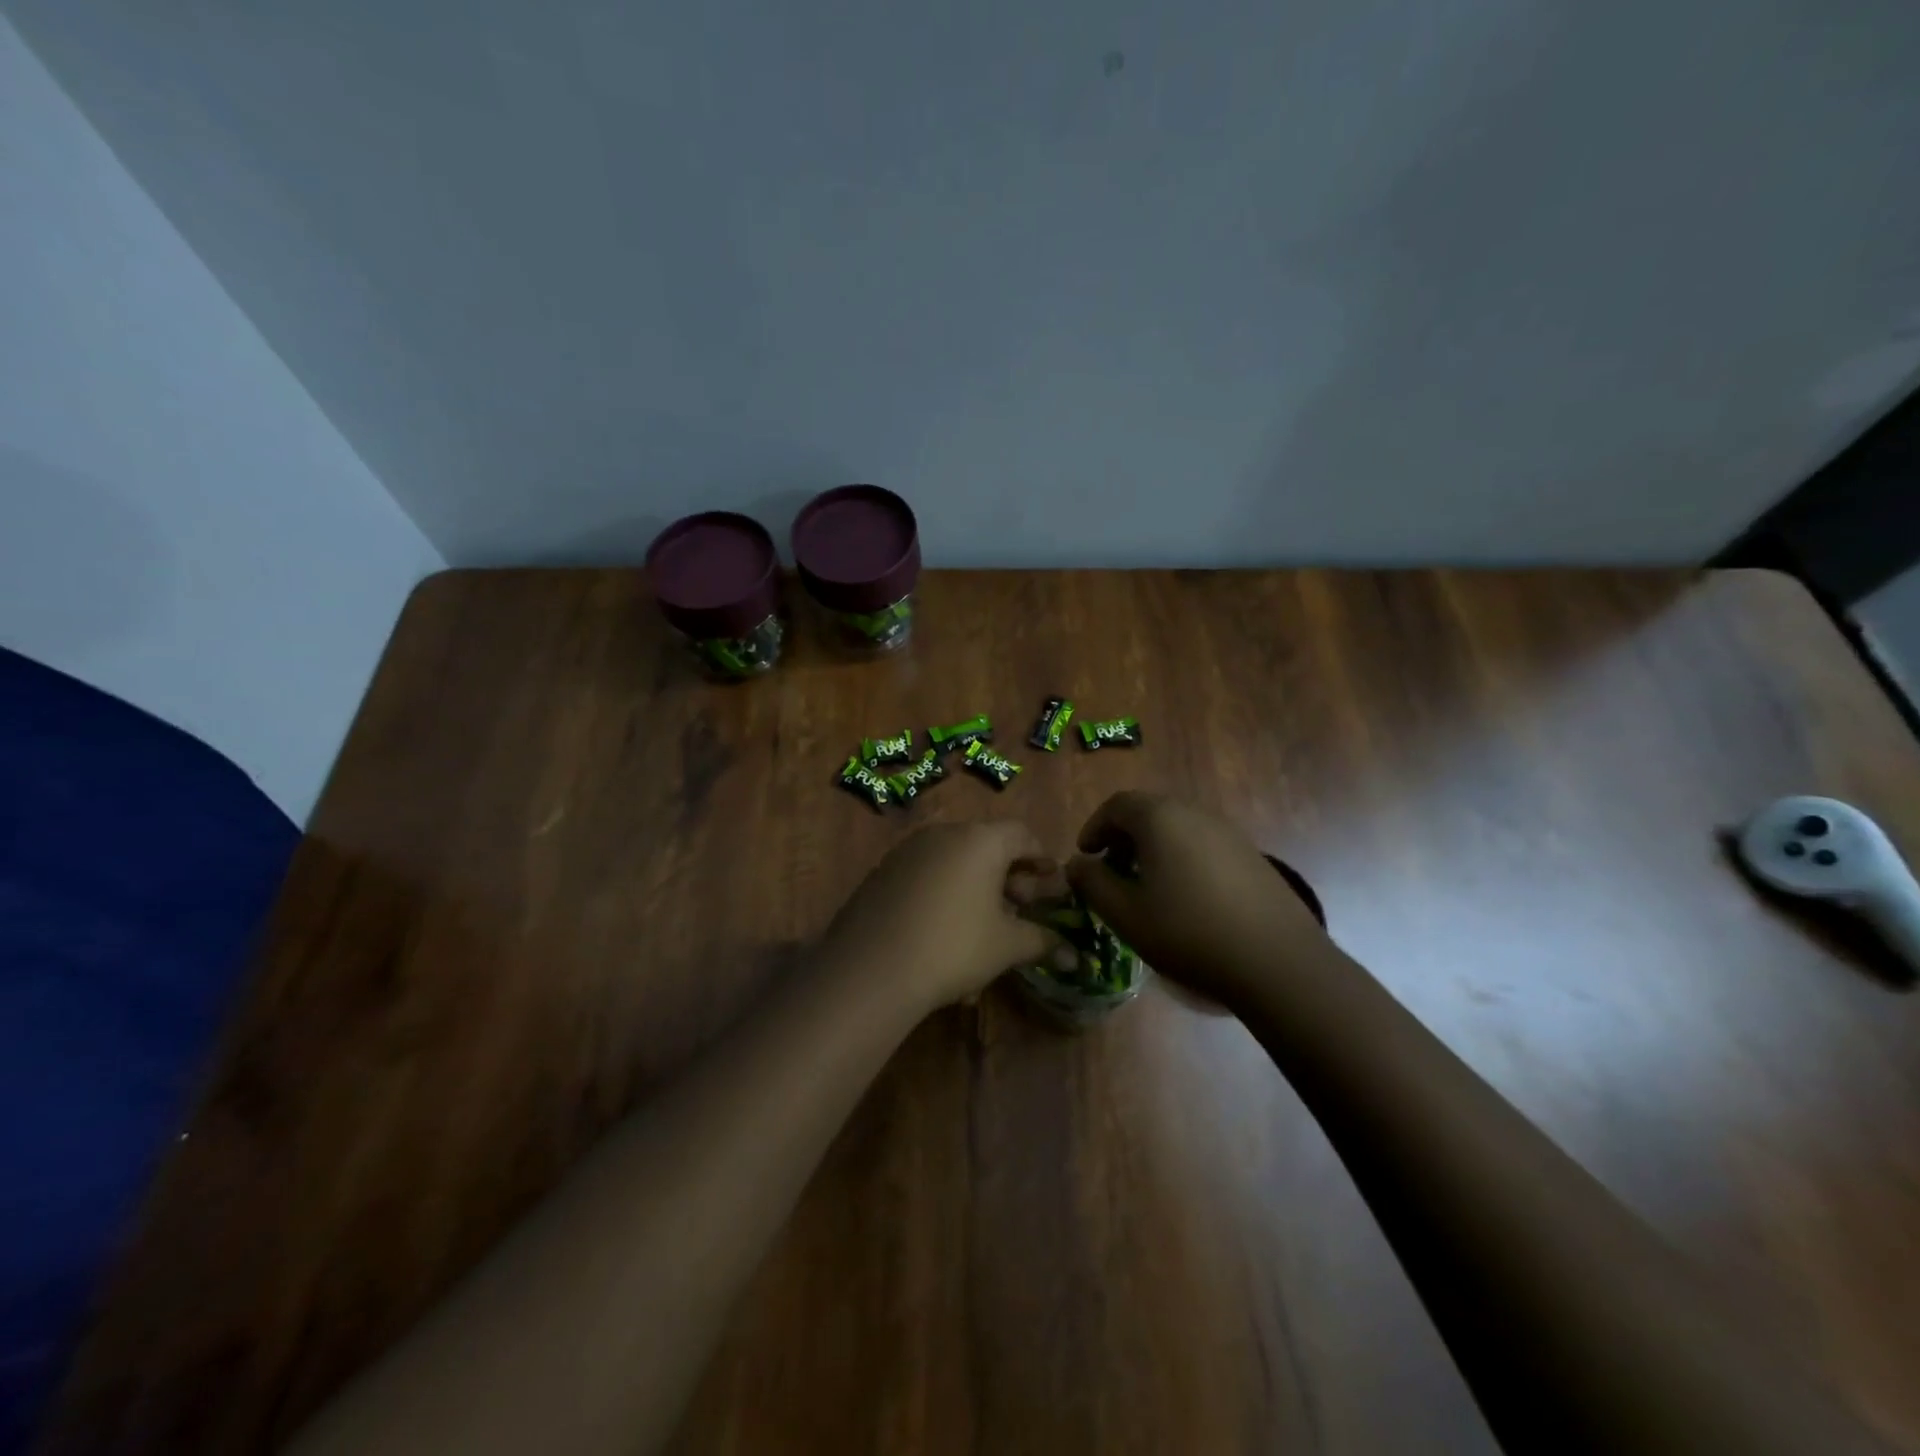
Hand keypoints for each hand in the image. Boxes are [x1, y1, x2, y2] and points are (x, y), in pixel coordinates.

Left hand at [820, 822, 1063, 1014]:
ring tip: (986, 927)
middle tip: (1023, 908)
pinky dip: (946, 895)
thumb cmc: (954, 946)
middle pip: (988, 846)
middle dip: (1010, 878)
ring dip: (977, 889)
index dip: (1042, 858)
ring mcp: (908, 851)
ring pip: (956, 863)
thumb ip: (1043, 942)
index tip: (1053, 883)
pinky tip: (947, 934)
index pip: (1022, 834)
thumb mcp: (1006, 946)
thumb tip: (1075, 957)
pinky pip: (928, 875)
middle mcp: (943, 834)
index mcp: (980, 840)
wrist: (872, 968)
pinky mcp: (883, 872)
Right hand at [1066, 792, 1334, 1011]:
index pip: (1116, 805)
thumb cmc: (1188, 932)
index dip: (1094, 827)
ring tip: (1145, 886)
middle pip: (1148, 811)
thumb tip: (1077, 864)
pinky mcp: (1251, 855)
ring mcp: (1228, 832)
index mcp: (1160, 818)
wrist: (1276, 961)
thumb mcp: (1125, 914)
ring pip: (1177, 827)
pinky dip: (1181, 858)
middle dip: (1122, 837)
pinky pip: (1202, 844)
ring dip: (1152, 848)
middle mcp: (1195, 813)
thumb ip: (1092, 883)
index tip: (1085, 857)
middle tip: (1111, 870)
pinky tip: (1184, 897)